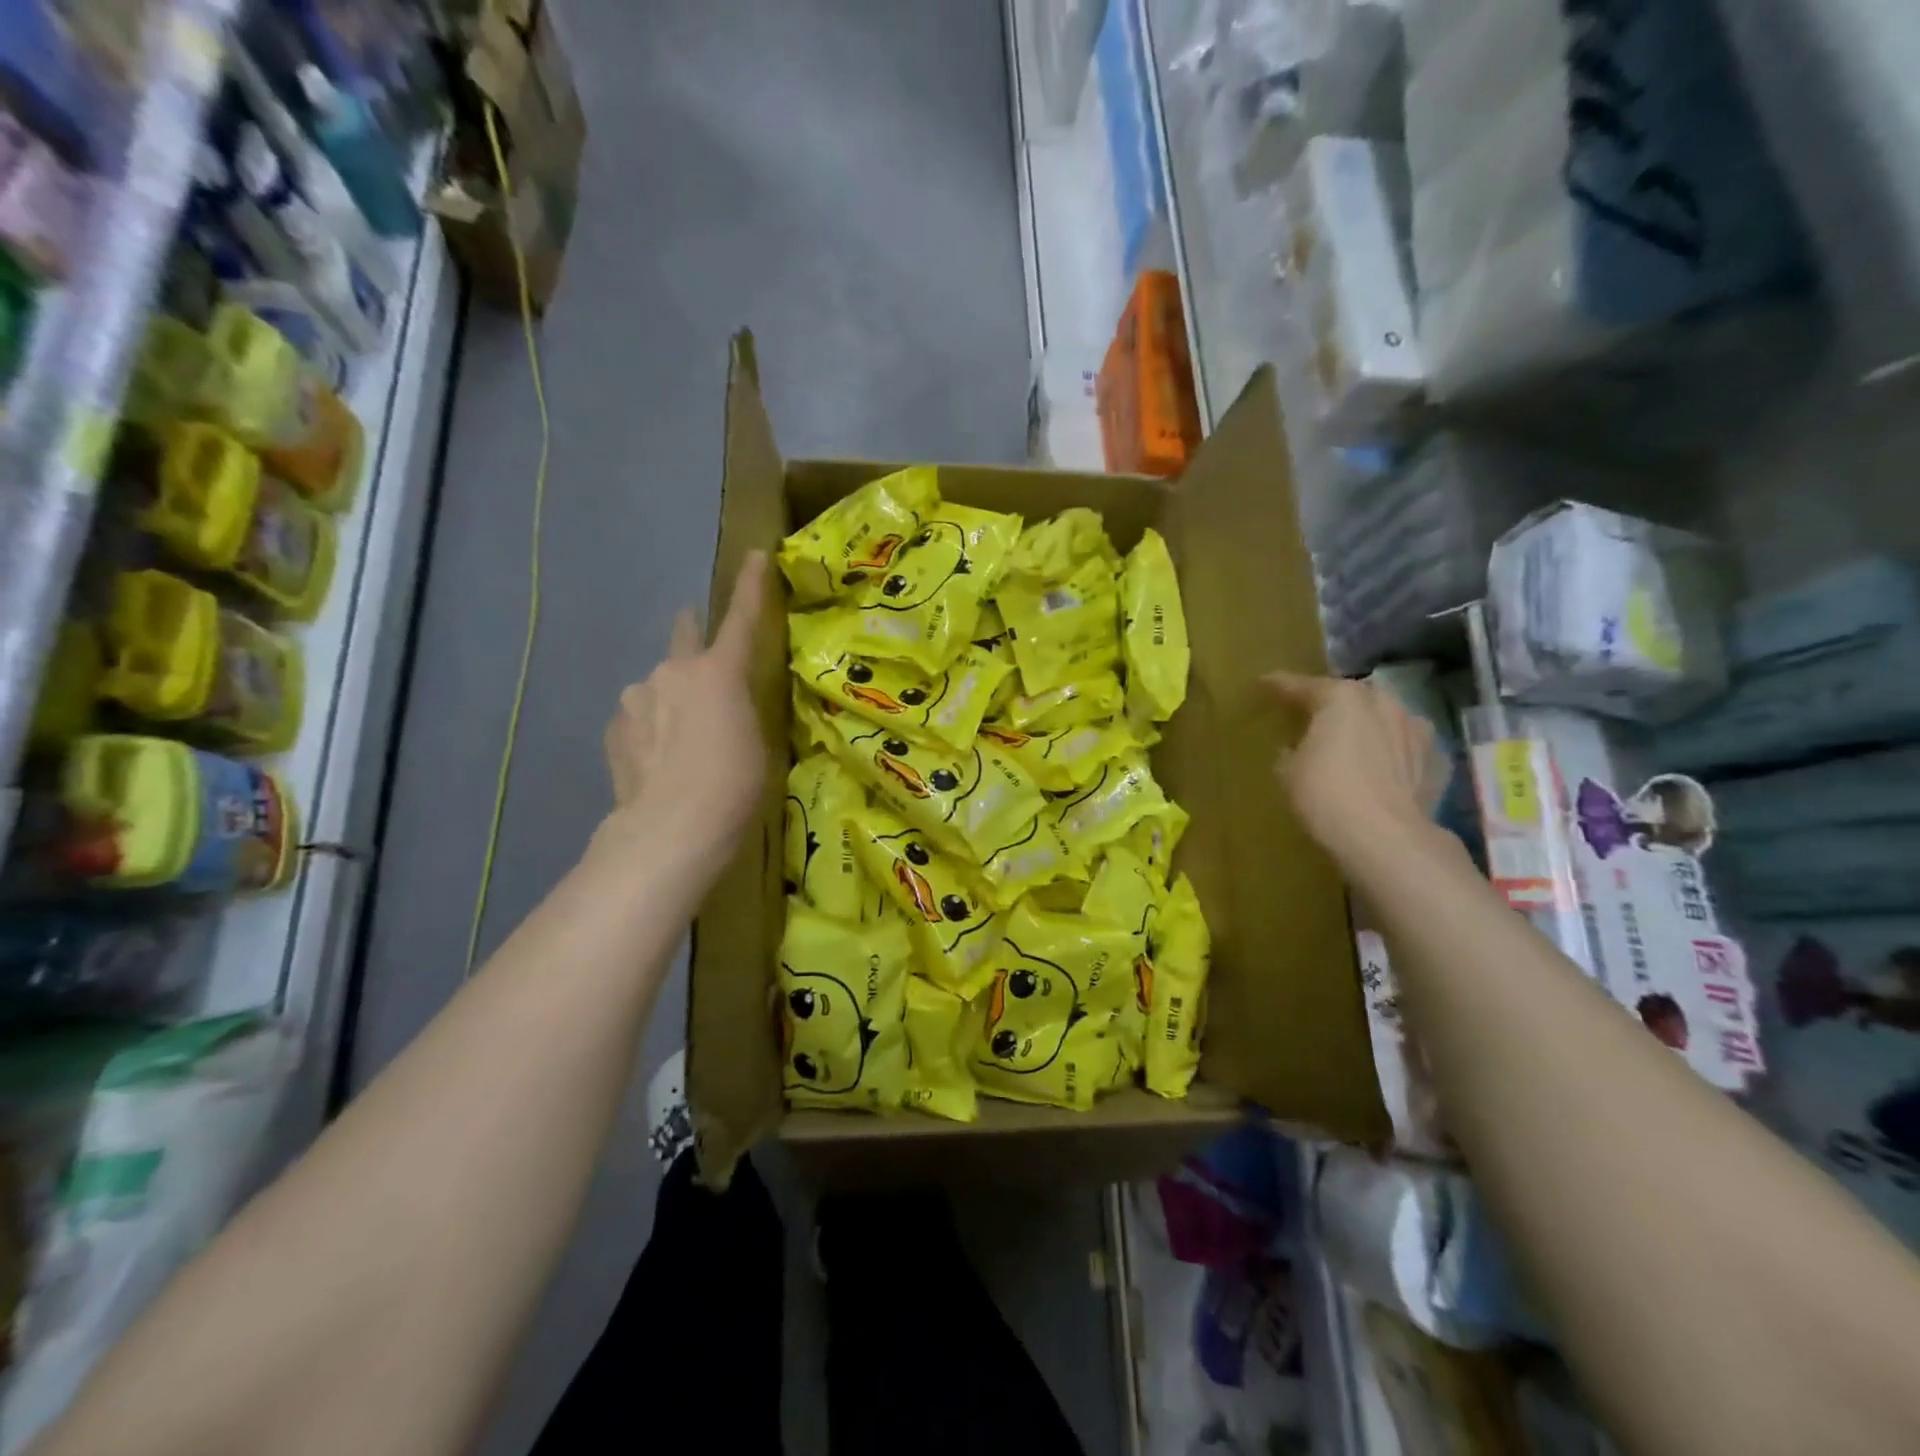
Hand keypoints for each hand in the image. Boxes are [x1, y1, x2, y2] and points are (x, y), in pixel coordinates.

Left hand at [601, 552, 769, 876]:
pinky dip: (649, 730)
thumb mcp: (756, 742)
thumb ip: (737, 709)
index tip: (756, 555)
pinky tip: (657, 762)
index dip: (751, 587)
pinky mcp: (613, 730)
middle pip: (684, 637)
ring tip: (681, 744)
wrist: (669, 831)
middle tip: (696, 637)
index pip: (740, 620)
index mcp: (718, 672)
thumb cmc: (733, 786)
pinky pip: (638, 719)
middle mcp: (671, 672)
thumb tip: (720, 705)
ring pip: (658, 687)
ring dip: (669, 700)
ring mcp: (635, 698)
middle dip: (691, 630)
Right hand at [1264, 671, 1444, 861]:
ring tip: (1349, 742)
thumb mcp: (1288, 773)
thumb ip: (1291, 752)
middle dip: (1331, 704)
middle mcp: (1382, 703)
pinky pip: (1404, 748)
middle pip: (1350, 697)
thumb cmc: (1326, 795)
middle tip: (1311, 716)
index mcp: (1341, 699)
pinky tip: (1380, 768)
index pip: (1303, 686)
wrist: (1386, 838)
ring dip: (1365, 726)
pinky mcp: (1435, 760)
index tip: (1264, 684)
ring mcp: (1415, 730)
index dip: (1280, 685)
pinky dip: (1390, 753)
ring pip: (1382, 719)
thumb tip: (1297, 749)